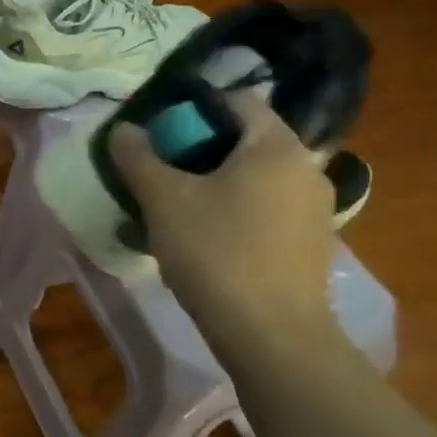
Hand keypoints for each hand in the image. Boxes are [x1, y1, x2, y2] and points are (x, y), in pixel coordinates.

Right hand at [109, 93, 343, 361]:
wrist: (272, 335)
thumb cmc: (216, 253)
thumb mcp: (164, 201)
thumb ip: (139, 158)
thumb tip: (123, 129)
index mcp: (276, 146)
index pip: (237, 101)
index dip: (194, 109)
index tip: (160, 133)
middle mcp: (306, 169)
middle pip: (245, 142)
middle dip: (198, 153)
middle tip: (160, 175)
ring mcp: (314, 210)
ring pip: (253, 181)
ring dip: (213, 187)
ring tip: (174, 213)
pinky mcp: (310, 245)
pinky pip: (265, 213)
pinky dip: (234, 215)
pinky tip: (204, 244)